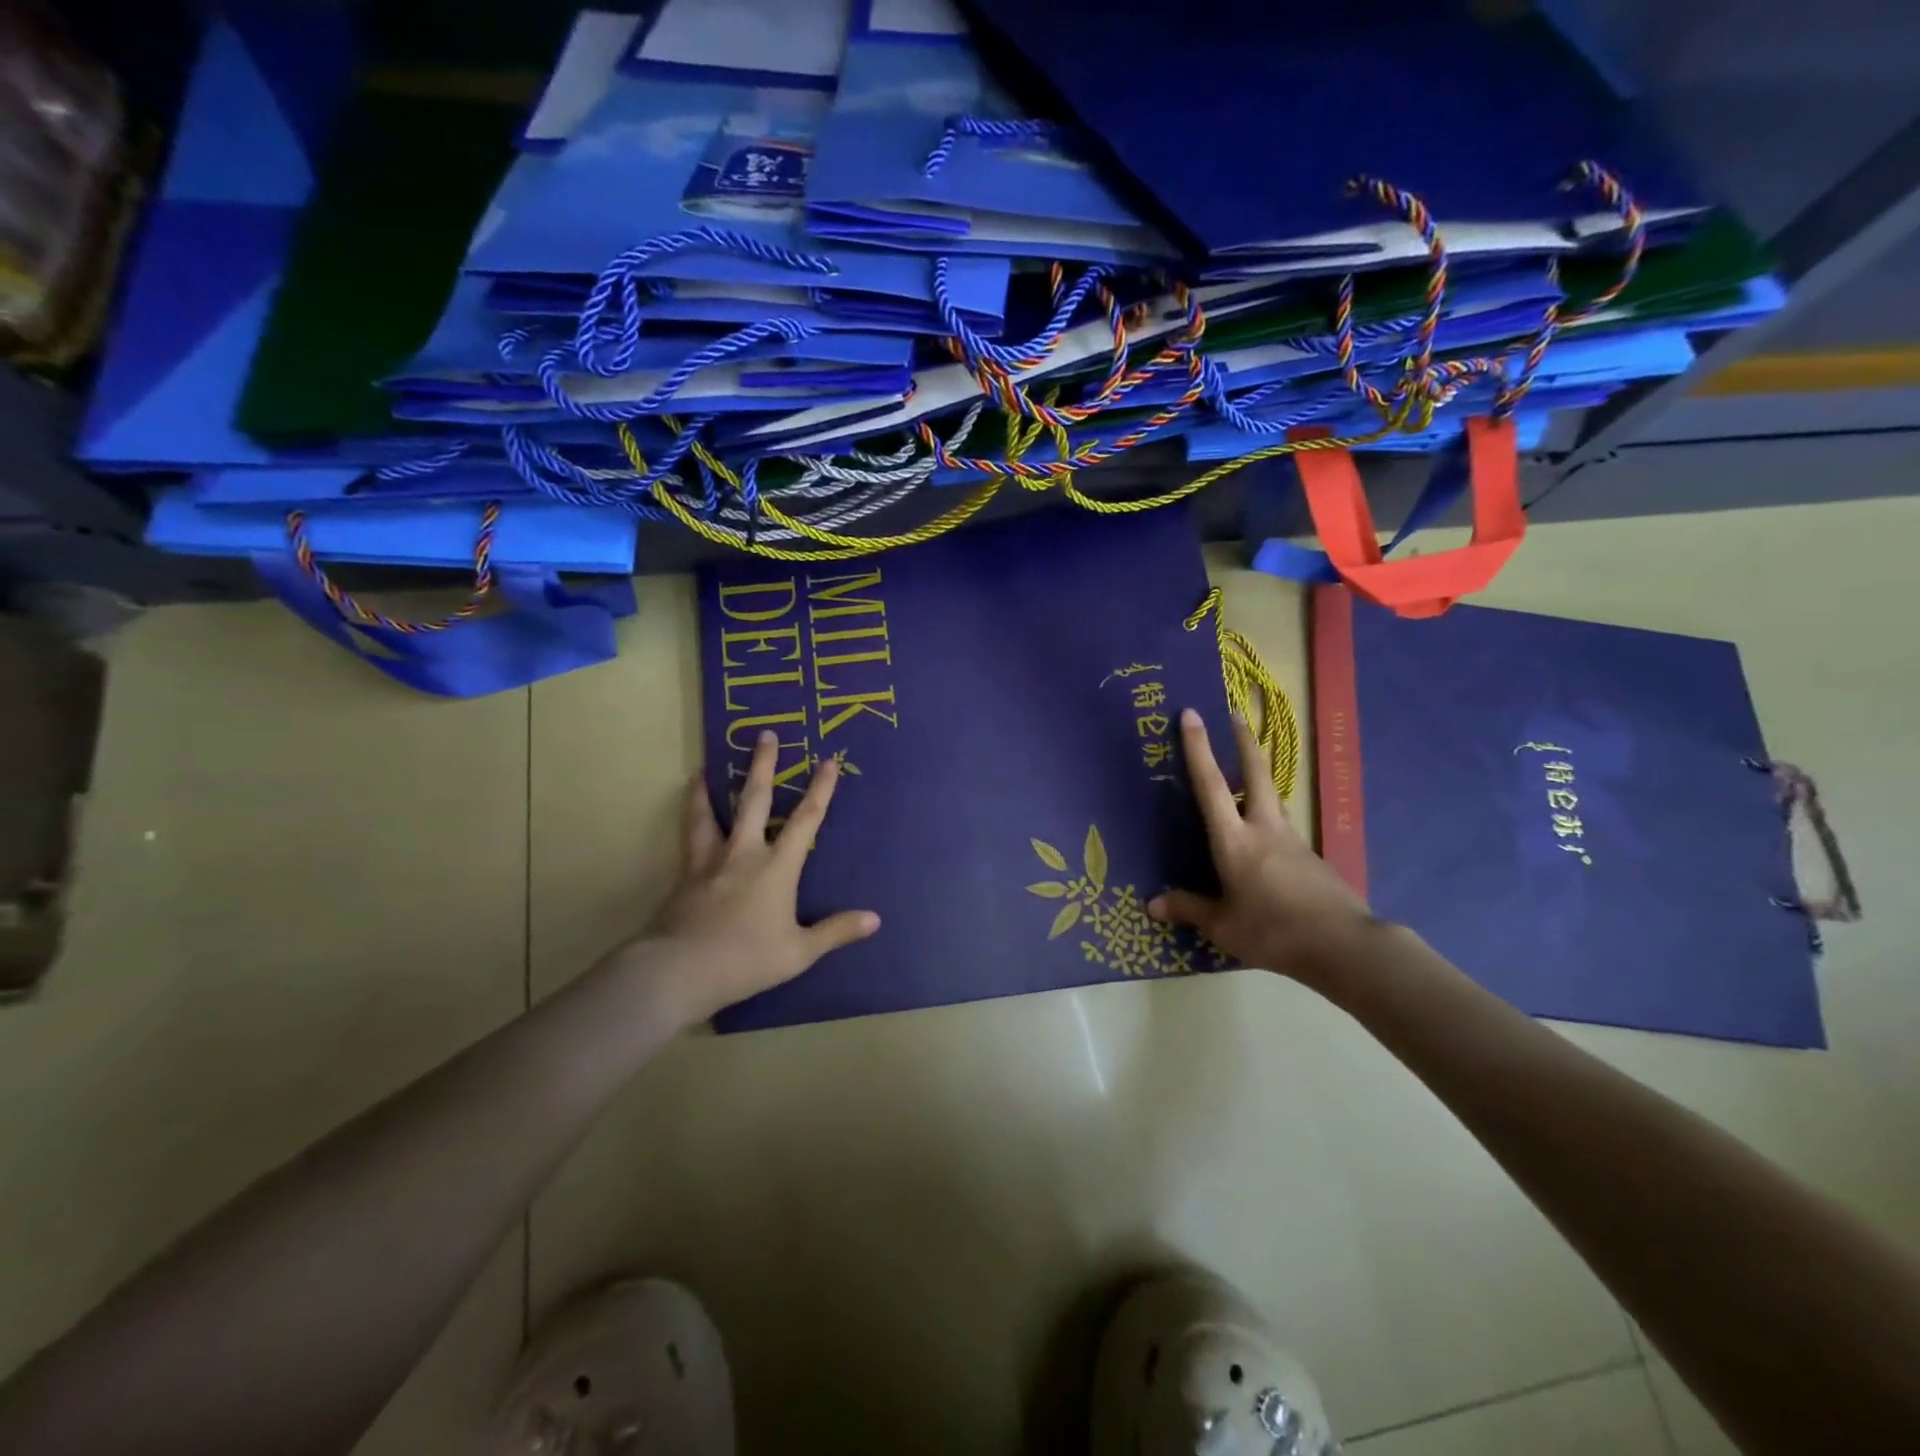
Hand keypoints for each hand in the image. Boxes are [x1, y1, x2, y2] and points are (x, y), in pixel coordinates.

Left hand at [630, 731, 879, 1026]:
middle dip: (764, 766)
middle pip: (756, 800)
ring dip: (710, 789)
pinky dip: (690, 820)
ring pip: (710, 814)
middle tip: (766, 735)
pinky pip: (689, 838)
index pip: (806, 820)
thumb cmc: (746, 959)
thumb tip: (875, 919)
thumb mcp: (799, 951)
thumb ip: (836, 931)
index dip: (820, 790)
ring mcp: (709, 862)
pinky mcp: (685, 876)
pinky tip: (687, 816)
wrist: (680, 970)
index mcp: (777, 867)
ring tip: (703, 768)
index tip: (827, 761)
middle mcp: (744, 854)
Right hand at [1148, 708, 1374, 982]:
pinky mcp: (1309, 857)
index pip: (1212, 785)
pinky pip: (1281, 826)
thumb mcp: (1223, 926)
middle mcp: (1263, 829)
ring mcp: (1291, 840)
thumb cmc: (1273, 931)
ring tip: (1246, 768)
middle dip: (1243, 740)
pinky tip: (1263, 835)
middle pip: (1256, 772)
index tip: (1192, 714)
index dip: (1199, 748)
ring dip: (1258, 774)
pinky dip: (1267, 815)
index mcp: (1235, 841)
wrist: (1342, 946)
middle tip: (1235, 713)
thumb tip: (1152, 904)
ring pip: (1272, 796)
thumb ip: (1189, 909)